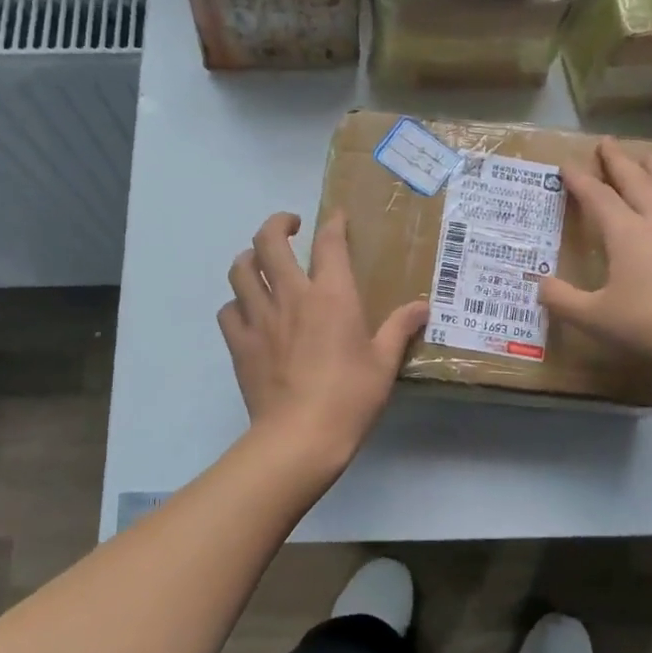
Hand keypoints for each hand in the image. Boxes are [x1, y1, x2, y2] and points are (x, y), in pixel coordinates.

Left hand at [218, 211, 427, 465]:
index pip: (329, 242)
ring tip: (262, 263)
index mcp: (332, 295)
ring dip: (250, 258)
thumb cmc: (350, 397)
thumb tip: (423, 306)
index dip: (333, 222)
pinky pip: (228, 309)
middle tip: (290, 227)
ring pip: (240, 269)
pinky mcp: (239, 343)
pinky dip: (236, 303)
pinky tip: (247, 312)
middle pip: (269, 241)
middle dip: (277, 224)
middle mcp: (291, 296)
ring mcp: (259, 318)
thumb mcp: (384, 363)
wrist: (300, 436)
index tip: (336, 217)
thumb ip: (400, 328)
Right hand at [538, 139, 651, 376]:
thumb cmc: (650, 326)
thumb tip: (539, 284)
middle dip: (619, 161)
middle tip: (608, 142)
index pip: (599, 198)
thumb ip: (562, 300)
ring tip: (649, 157)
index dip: (581, 180)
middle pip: (637, 182)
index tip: (568, 164)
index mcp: (627, 235)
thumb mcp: (595, 318)